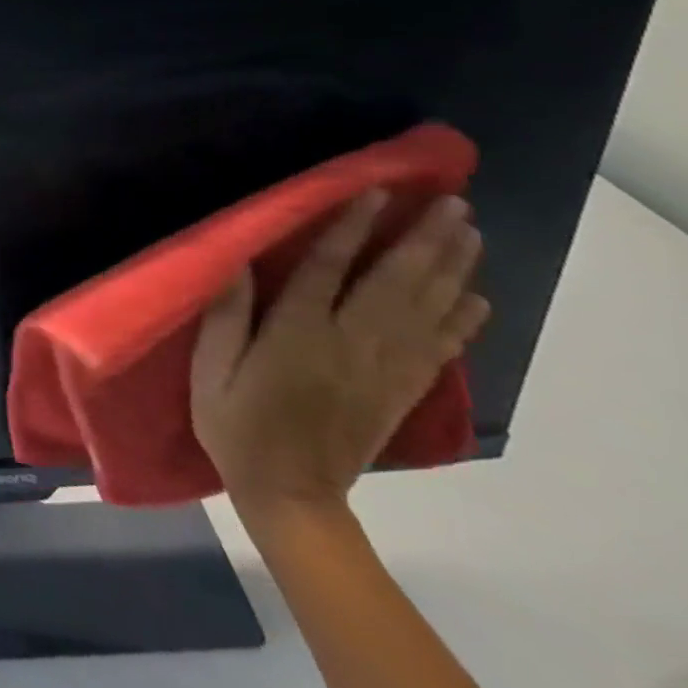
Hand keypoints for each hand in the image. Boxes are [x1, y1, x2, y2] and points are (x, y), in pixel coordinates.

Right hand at [190, 190, 489, 517]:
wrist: (290, 495)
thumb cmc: (237, 424)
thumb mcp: (211, 370)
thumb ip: (226, 315)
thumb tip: (237, 260)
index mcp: (298, 335)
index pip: (329, 270)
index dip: (352, 228)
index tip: (376, 192)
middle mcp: (350, 345)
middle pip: (395, 285)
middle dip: (425, 241)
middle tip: (452, 203)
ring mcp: (382, 370)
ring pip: (425, 311)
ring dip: (451, 270)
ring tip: (469, 233)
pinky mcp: (399, 391)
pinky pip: (438, 350)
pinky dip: (461, 321)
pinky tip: (475, 297)